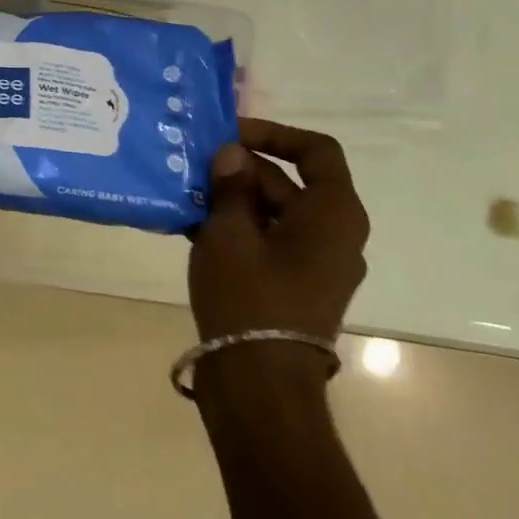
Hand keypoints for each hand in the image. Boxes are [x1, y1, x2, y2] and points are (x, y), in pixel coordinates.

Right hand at [188, 119, 368, 344]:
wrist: (259, 384)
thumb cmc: (249, 297)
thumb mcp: (229, 232)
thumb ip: (230, 187)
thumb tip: (232, 154)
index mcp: (333, 214)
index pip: (316, 152)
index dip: (274, 134)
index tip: (230, 135)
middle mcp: (334, 235)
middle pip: (289, 182)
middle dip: (240, 169)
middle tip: (192, 165)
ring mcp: (315, 264)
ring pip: (274, 213)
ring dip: (232, 199)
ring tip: (185, 193)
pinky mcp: (295, 286)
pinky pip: (268, 241)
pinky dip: (237, 228)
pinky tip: (192, 225)